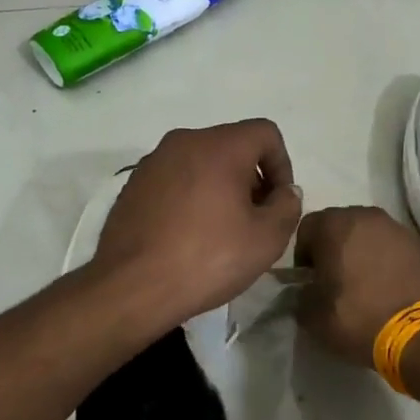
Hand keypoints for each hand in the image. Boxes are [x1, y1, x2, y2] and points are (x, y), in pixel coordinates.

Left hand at [92, 120, 303, 333]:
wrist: (132, 286)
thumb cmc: (207, 259)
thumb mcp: (266, 239)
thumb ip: (287, 206)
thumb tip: (285, 191)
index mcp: (219, 146)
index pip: (265, 133)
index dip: (282, 165)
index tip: (278, 203)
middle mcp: (184, 142)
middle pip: (232, 146)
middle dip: (251, 177)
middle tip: (254, 219)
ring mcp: (153, 162)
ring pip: (201, 162)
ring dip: (220, 187)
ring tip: (221, 230)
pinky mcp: (132, 185)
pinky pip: (174, 179)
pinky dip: (190, 196)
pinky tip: (188, 235)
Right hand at [294, 206, 419, 365]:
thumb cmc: (358, 317)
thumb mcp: (312, 316)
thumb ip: (301, 295)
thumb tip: (307, 291)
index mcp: (335, 226)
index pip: (306, 228)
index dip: (303, 255)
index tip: (309, 279)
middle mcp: (366, 216)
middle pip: (339, 225)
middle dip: (333, 247)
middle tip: (334, 278)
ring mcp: (397, 228)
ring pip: (368, 233)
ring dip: (360, 251)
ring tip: (363, 282)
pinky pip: (392, 246)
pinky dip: (385, 260)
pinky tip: (387, 285)